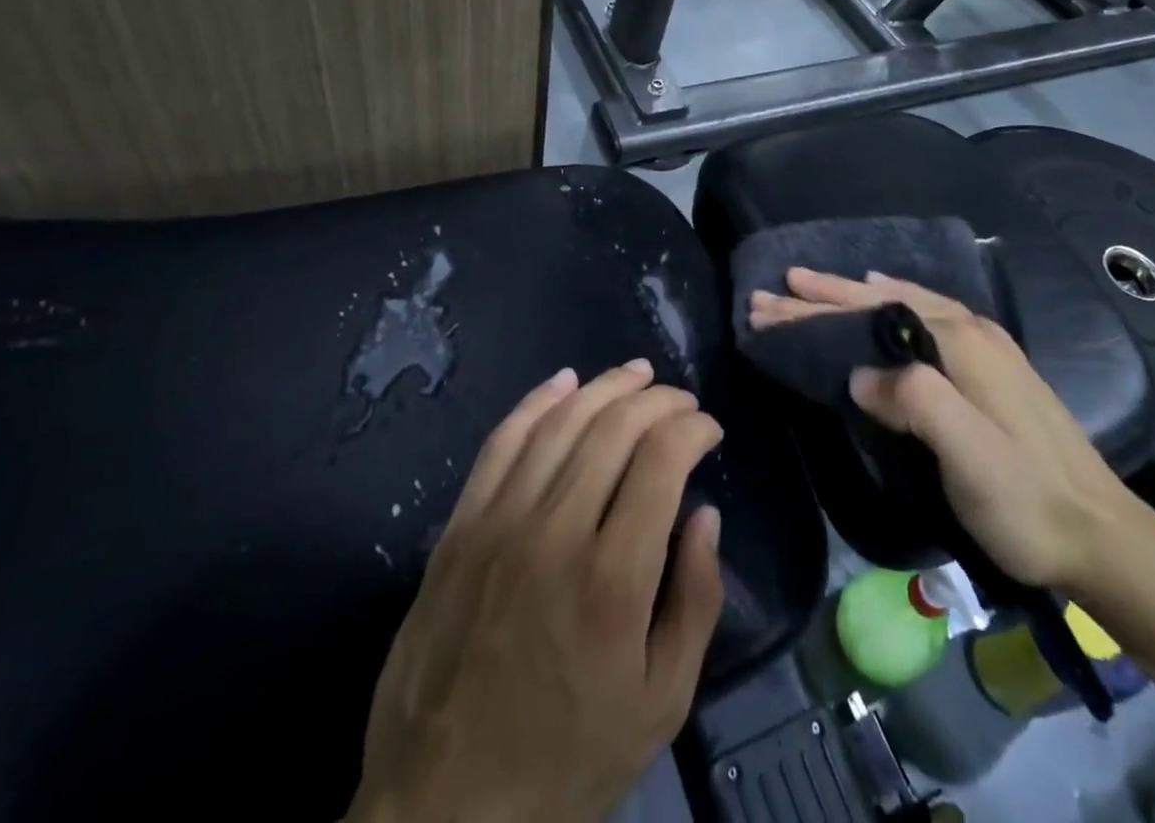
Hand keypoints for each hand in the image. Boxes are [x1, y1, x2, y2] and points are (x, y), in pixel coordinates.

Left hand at [347, 359, 724, 822]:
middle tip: (682, 399)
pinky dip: (538, 402)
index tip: (710, 429)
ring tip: (637, 374)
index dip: (693, 428)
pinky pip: (502, 441)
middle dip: (658, 400)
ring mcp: (499, 522)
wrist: (444, 804)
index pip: (661, 461)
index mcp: (612, 579)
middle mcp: (554, 532)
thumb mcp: (661, 704)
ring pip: (560, 422)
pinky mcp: (460, 526)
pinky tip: (564, 381)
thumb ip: (695, 602)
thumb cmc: (567, 757)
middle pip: (614, 429)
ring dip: (605, 387)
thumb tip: (705, 514)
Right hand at [748, 268, 1144, 597]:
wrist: (1104, 539)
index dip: (817, 305)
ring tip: (815, 287)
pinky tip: (882, 304)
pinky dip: (888, 306)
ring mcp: (983, 348)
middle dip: (825, 295)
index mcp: (960, 341)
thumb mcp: (968, 454)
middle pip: (882, 302)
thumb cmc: (1028, 499)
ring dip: (853, 297)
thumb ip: (913, 400)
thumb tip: (858, 375)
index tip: (769, 299)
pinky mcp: (989, 370)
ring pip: (903, 307)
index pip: (870, 311)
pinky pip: (922, 319)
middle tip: (776, 289)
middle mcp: (970, 331)